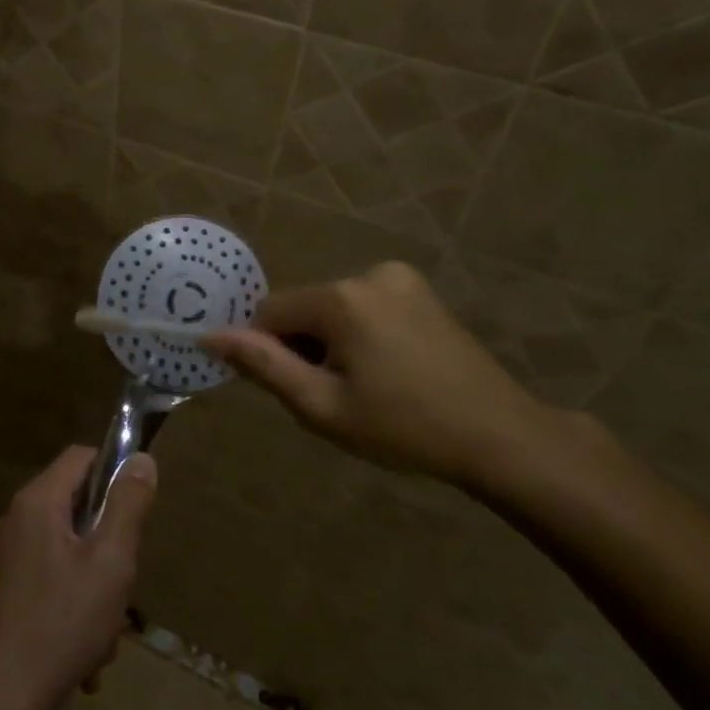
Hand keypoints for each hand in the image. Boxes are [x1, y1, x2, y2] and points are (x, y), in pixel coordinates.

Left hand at [0, 446, 156, 709]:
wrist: (2, 702)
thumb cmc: (64, 623)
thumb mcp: (111, 561)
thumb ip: (128, 505)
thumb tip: (140, 459)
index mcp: (36, 503)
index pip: (80, 457)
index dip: (113, 472)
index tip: (136, 510)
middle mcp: (12, 521)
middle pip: (74, 508)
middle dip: (107, 544)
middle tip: (121, 584)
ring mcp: (2, 559)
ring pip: (65, 552)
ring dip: (93, 585)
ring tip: (104, 632)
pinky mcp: (0, 593)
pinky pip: (47, 582)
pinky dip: (70, 606)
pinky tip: (84, 654)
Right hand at [206, 261, 575, 495]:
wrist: (500, 436)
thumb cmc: (403, 427)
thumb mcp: (321, 406)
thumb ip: (262, 365)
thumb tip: (209, 336)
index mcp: (341, 298)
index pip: (270, 313)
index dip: (269, 352)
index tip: (295, 391)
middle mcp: (369, 274)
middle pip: (304, 309)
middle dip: (303, 348)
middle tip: (335, 397)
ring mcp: (401, 279)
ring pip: (333, 310)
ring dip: (331, 344)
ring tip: (365, 388)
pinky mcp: (422, 292)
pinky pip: (364, 308)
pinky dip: (359, 335)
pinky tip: (387, 372)